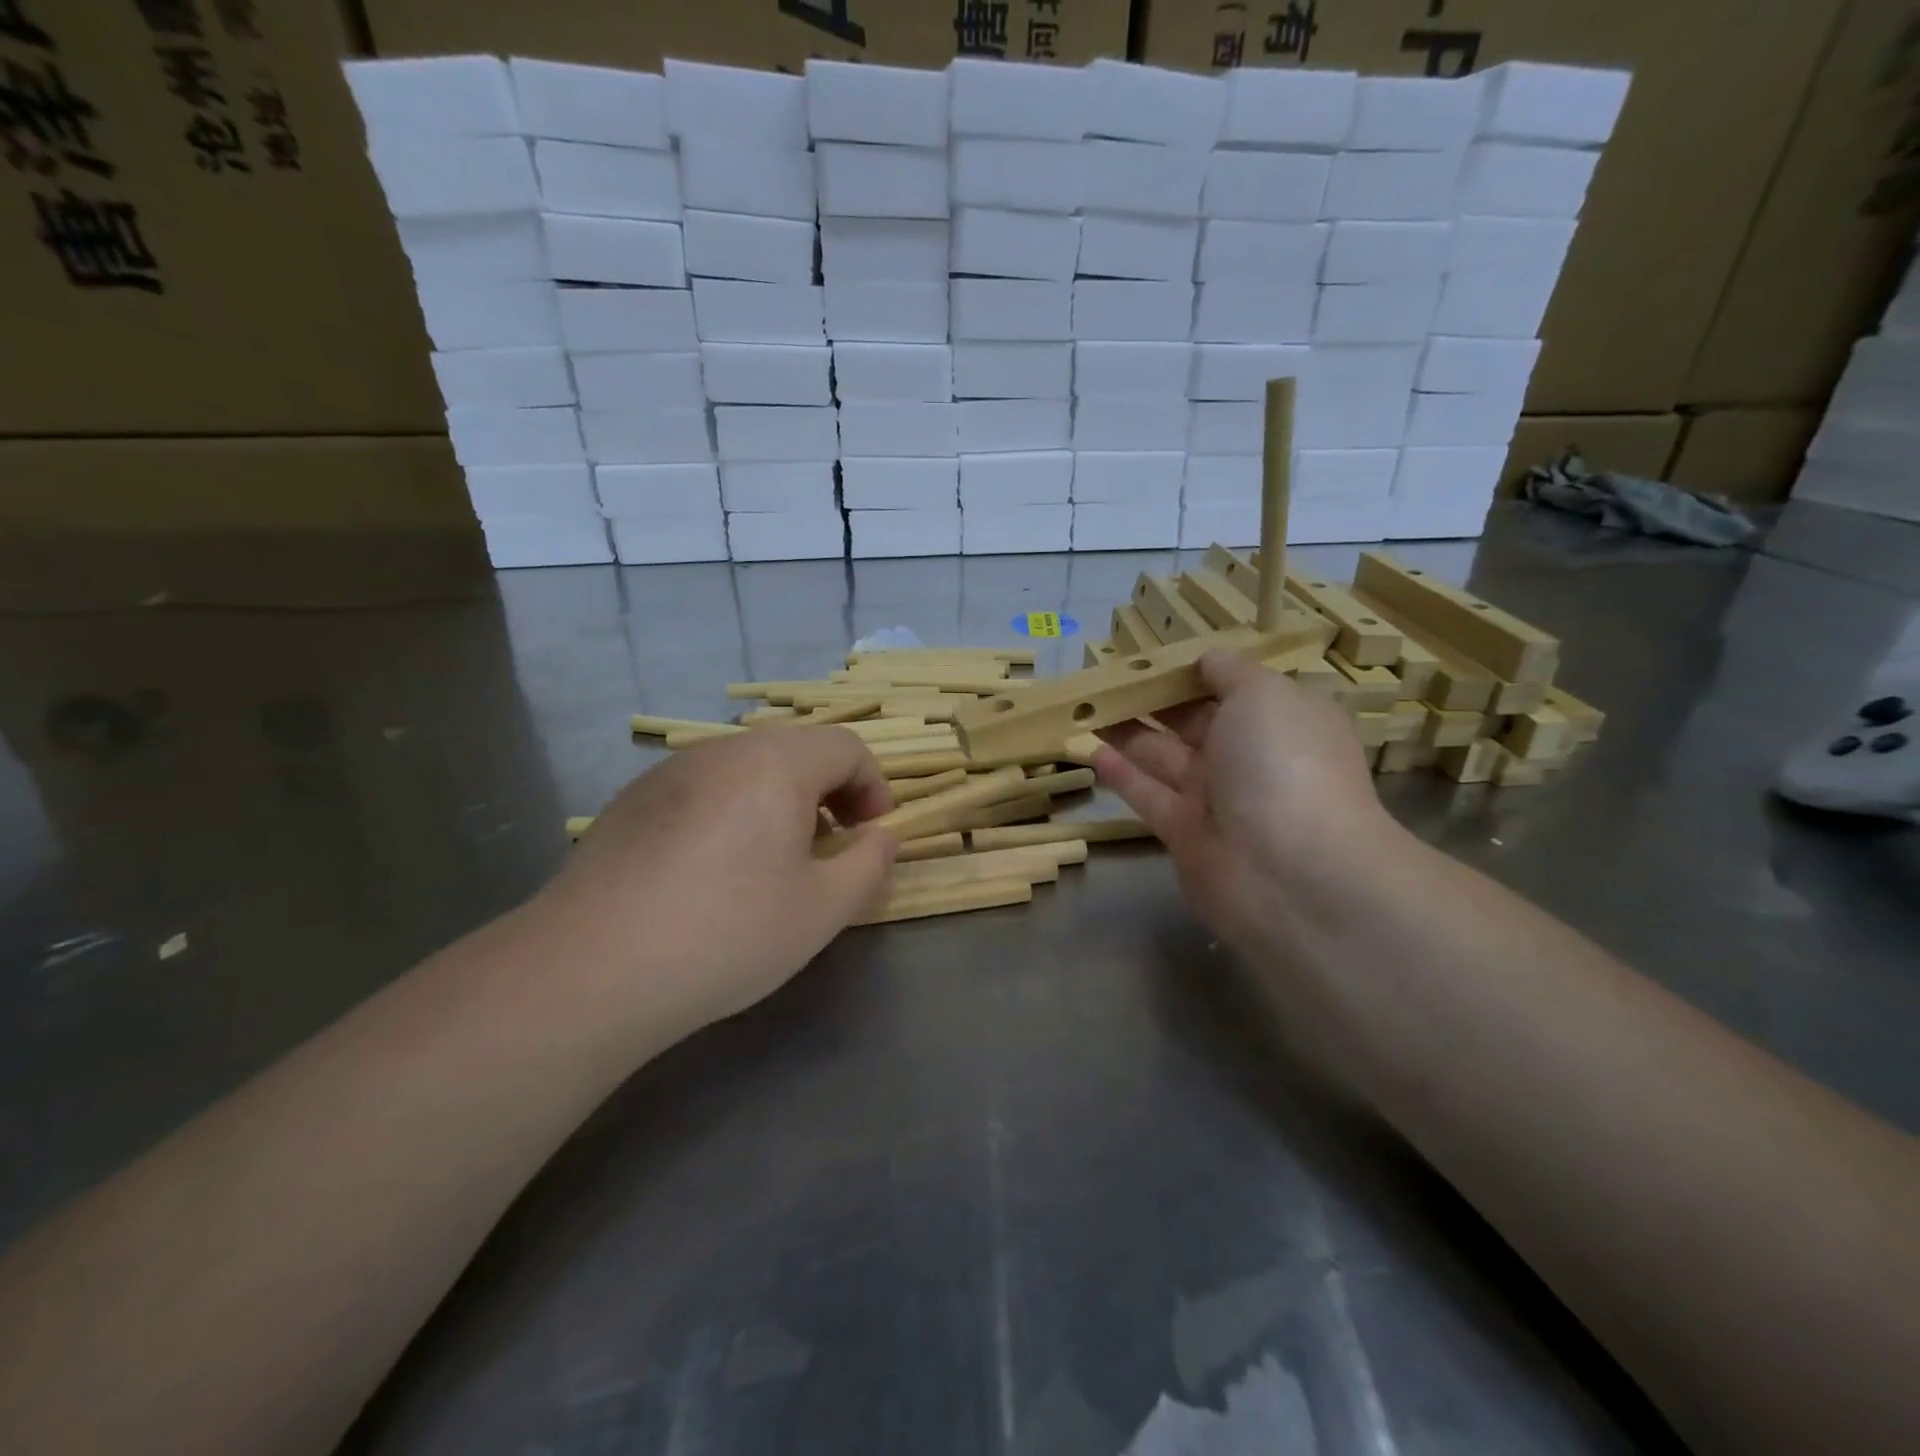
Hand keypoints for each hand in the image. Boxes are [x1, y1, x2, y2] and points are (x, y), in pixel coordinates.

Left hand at [531, 727, 897, 1039]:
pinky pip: (702, 790)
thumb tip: (881, 838)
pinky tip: (710, 874)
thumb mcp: (822, 910)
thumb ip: (869, 864)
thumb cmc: (726, 933)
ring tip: (773, 864)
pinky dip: (731, 813)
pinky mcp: (630, 802)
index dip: (874, 788)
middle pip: (795, 751)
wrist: (590, 969)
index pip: (846, 748)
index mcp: (775, 763)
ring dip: (779, 802)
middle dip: (829, 793)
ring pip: (746, 769)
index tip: (872, 837)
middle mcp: (722, 751)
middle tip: (830, 849)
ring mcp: (669, 773)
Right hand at [1093, 649, 1402, 953]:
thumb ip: (1229, 671)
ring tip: (1085, 707)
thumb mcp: (1264, 694)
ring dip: (1126, 731)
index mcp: (1278, 720)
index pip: (1232, 687)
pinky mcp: (1184, 833)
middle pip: (1191, 720)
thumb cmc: (1281, 762)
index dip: (1193, 670)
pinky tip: (1090, 751)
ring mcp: (1216, 798)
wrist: (1289, 872)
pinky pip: (1148, 796)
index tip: (1151, 654)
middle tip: (1104, 677)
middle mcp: (1248, 757)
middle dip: (1151, 699)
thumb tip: (1206, 658)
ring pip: (1163, 756)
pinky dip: (1121, 775)